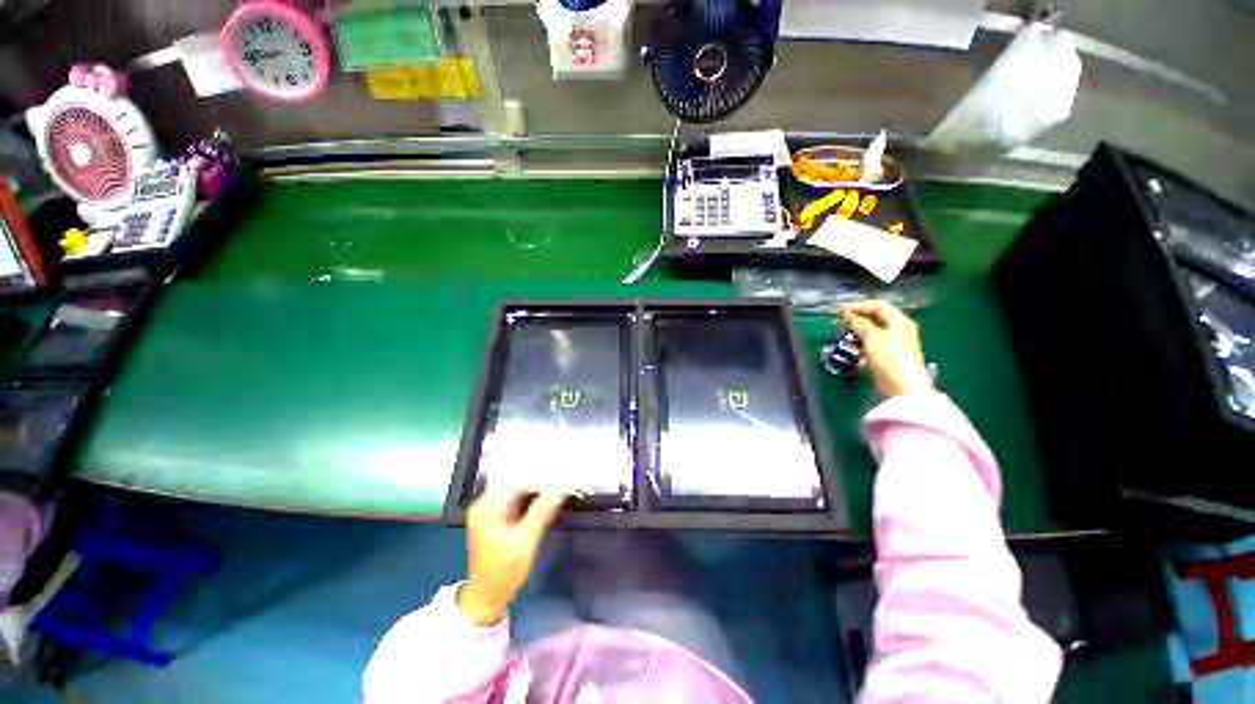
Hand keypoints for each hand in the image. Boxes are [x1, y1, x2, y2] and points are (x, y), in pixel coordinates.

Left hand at [458, 486, 568, 625]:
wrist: (487, 598)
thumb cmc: (503, 573)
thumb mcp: (525, 542)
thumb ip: (542, 512)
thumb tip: (562, 487)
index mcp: (487, 507)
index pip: (519, 482)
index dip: (543, 479)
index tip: (565, 481)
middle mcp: (487, 502)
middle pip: (519, 482)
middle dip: (543, 481)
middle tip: (567, 483)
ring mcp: (493, 508)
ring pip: (521, 488)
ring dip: (541, 487)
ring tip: (563, 487)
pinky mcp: (500, 515)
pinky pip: (520, 498)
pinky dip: (536, 497)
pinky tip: (550, 497)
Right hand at [840, 300, 933, 397]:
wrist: (901, 386)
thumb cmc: (889, 356)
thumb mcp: (872, 336)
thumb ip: (859, 323)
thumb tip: (847, 315)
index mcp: (899, 321)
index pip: (878, 306)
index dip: (858, 306)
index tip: (840, 312)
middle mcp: (899, 329)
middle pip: (876, 317)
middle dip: (857, 317)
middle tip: (838, 321)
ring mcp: (894, 343)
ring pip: (873, 330)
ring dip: (857, 329)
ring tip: (842, 332)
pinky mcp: (888, 355)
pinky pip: (872, 342)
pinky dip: (861, 340)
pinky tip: (851, 344)